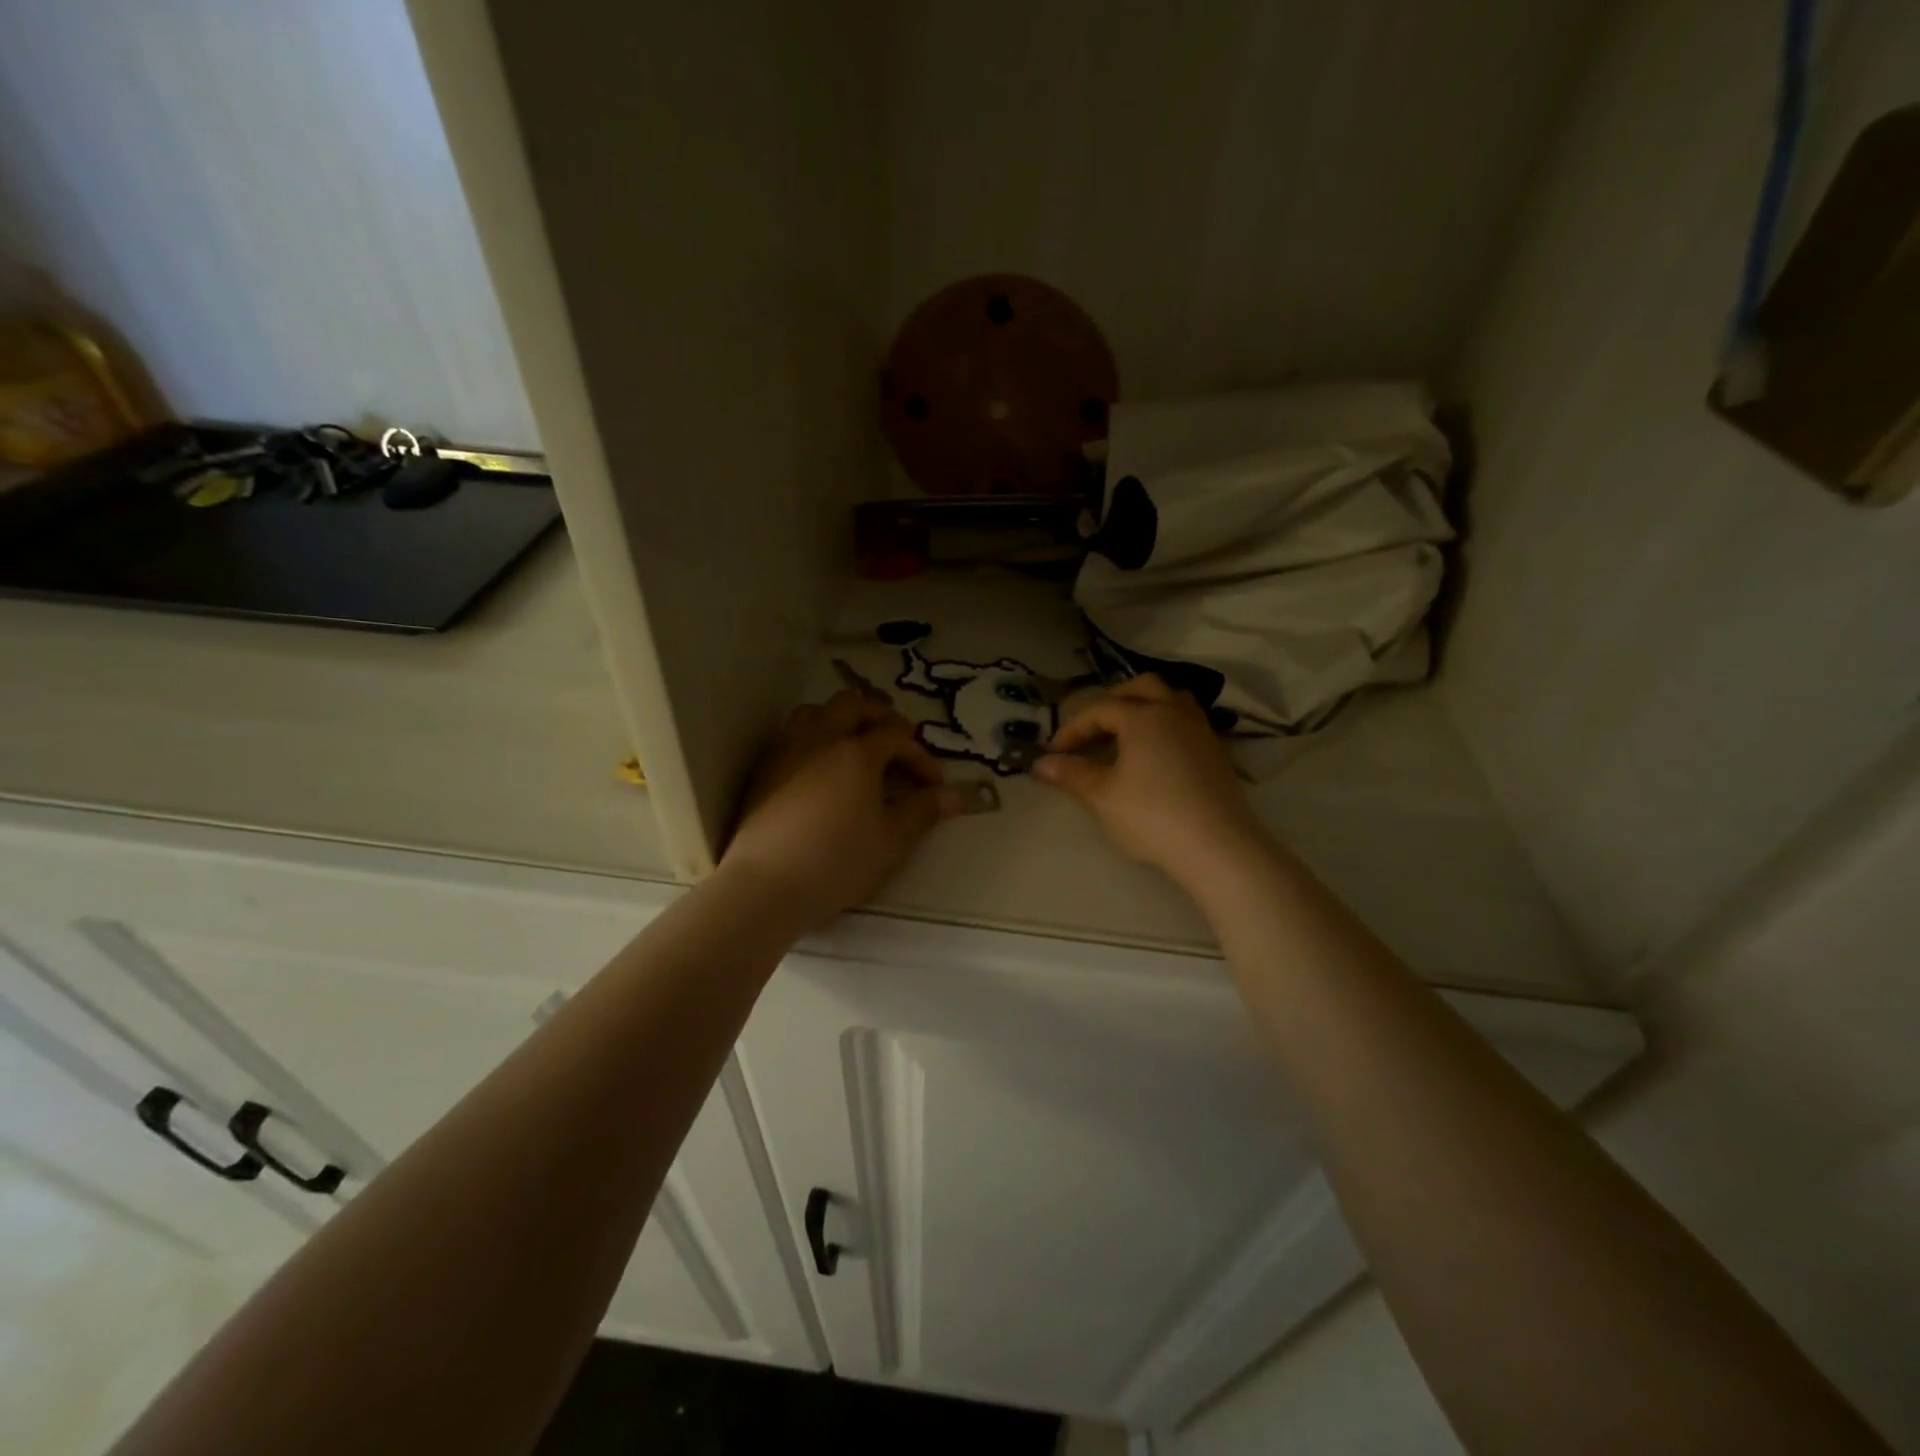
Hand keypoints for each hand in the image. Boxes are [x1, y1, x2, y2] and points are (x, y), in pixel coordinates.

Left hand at [720, 690, 961, 924]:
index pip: (896, 736)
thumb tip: (955, 795)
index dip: (920, 755)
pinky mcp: (764, 769)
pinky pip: (793, 734)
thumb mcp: (892, 841)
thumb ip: (924, 811)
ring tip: (856, 745)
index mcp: (856, 752)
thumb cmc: (837, 862)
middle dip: (881, 718)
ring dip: (842, 719)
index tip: (934, 784)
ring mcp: (787, 750)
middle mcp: (820, 738)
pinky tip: (821, 768)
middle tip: (898, 742)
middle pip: (854, 706)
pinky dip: (816, 737)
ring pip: (816, 712)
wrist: (766, 886)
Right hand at [1035, 675, 1263, 888]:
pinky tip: (1157, 754)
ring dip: (1146, 706)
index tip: (1054, 753)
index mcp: (1143, 717)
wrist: (1217, 845)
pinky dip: (1166, 725)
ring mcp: (1201, 730)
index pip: (1100, 710)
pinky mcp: (1217, 752)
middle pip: (1142, 688)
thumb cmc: (1152, 815)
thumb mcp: (1103, 796)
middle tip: (1094, 727)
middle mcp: (1174, 712)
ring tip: (1128, 732)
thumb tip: (1041, 763)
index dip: (1073, 728)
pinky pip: (1187, 721)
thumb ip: (1072, 774)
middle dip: (1113, 701)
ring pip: (1172, 699)